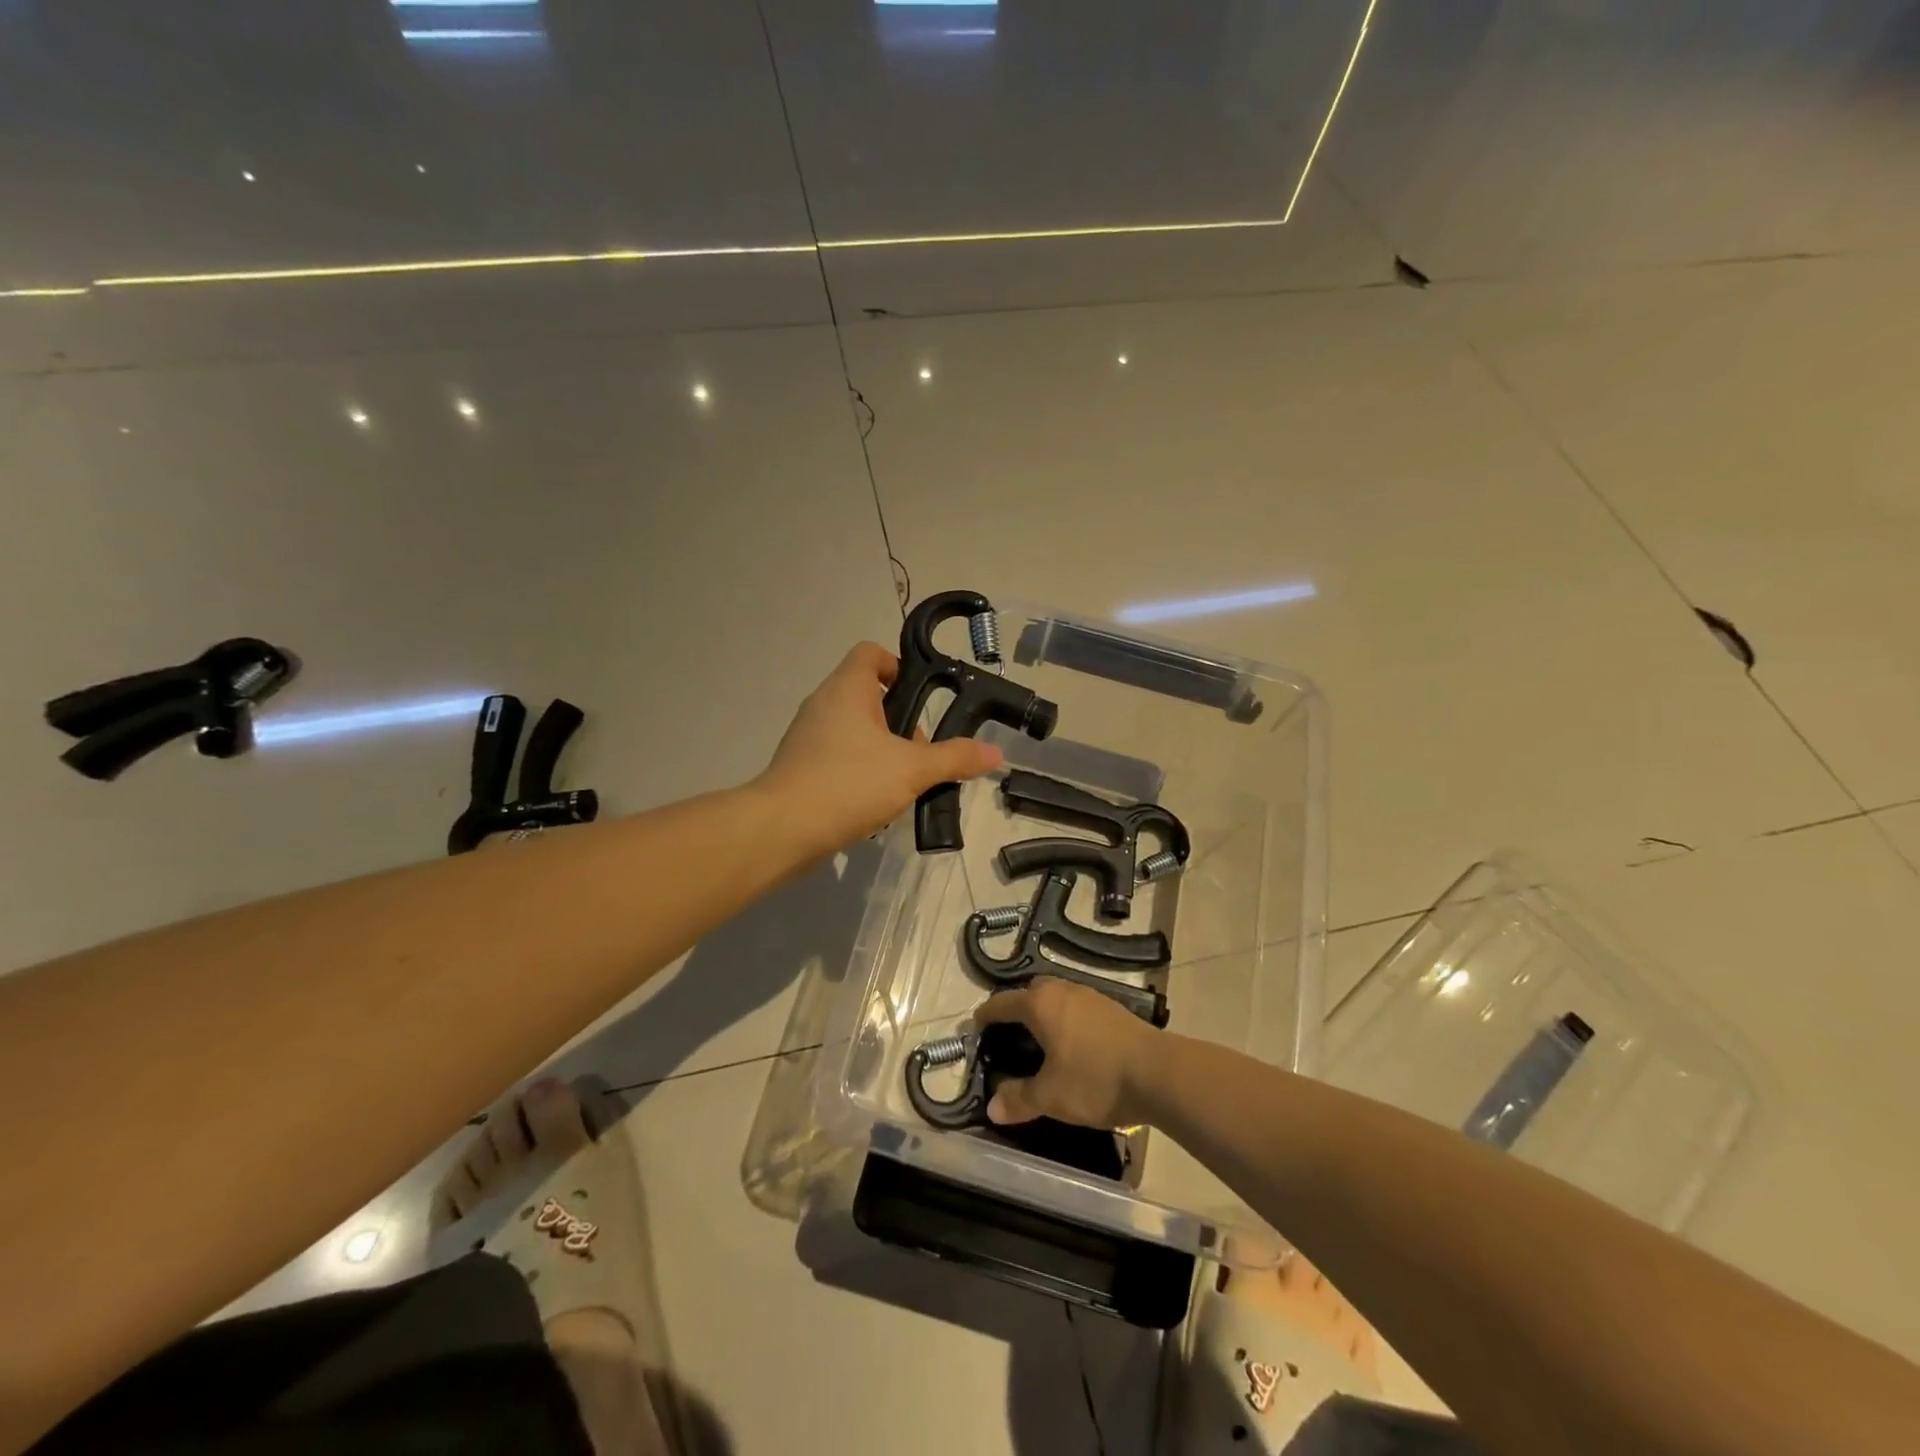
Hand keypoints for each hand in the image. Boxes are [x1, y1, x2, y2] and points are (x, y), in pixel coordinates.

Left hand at [756, 642, 1001, 855]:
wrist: (783, 829)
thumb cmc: (849, 783)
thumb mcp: (912, 770)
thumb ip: (954, 758)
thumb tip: (995, 752)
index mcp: (847, 689)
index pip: (871, 653)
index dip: (898, 666)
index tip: (921, 696)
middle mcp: (823, 704)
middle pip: (868, 696)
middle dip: (900, 722)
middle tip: (920, 753)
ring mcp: (808, 736)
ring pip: (855, 731)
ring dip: (882, 751)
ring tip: (902, 783)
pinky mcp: (801, 767)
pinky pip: (838, 757)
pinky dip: (859, 772)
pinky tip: (875, 803)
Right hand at [974, 977, 1161, 1128]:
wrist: (1159, 1073)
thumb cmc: (1096, 1080)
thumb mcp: (1052, 1096)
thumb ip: (1020, 1099)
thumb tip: (992, 1107)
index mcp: (1041, 1004)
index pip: (1002, 1003)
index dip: (986, 1016)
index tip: (976, 1028)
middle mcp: (1063, 991)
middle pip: (1031, 991)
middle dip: (1017, 1008)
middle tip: (1009, 1034)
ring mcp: (1090, 996)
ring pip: (1057, 996)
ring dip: (1044, 1012)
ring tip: (1040, 1040)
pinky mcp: (1112, 1008)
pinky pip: (1077, 1006)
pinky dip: (1066, 1018)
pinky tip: (1073, 1044)